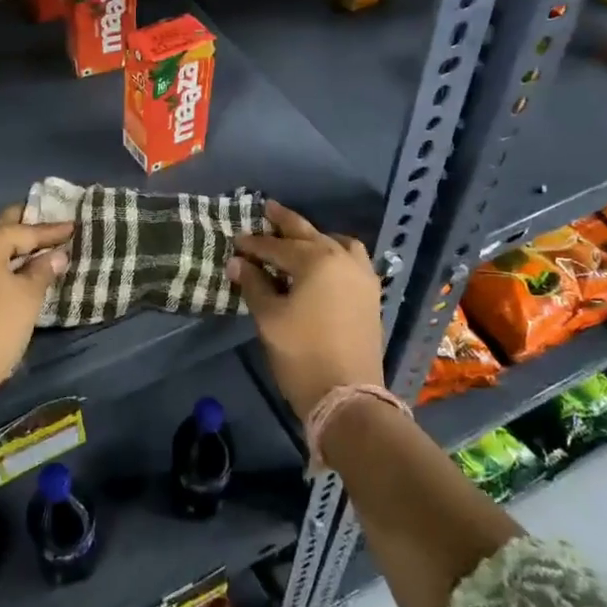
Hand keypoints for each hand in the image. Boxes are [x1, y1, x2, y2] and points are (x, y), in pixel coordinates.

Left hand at [0, 206, 72, 394]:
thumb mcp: (28, 295)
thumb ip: (43, 269)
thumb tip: (57, 255)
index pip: (23, 231)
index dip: (50, 232)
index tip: (73, 227)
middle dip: (23, 228)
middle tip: (47, 223)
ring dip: (6, 246)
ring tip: (31, 245)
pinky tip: (8, 266)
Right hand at [227, 201, 382, 421]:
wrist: (348, 396)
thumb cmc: (302, 355)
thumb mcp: (270, 319)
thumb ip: (254, 285)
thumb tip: (238, 262)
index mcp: (317, 260)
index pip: (277, 246)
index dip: (254, 244)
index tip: (235, 241)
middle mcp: (343, 259)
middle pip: (309, 234)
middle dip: (285, 224)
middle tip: (268, 210)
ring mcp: (362, 277)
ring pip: (337, 243)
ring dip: (316, 237)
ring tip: (299, 239)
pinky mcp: (371, 295)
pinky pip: (352, 260)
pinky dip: (335, 253)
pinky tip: (323, 263)